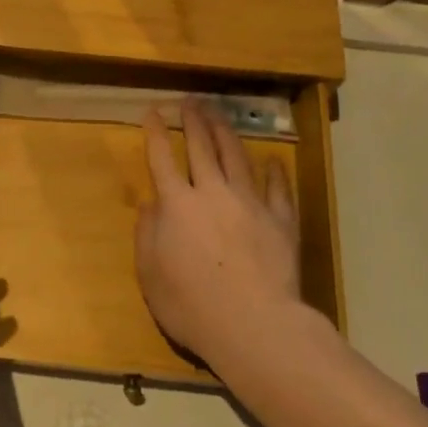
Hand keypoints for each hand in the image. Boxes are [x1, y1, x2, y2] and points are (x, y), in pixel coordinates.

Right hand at [136, 100, 302, 375]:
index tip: (154, 112)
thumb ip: (147, 234)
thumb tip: (150, 205)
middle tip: (191, 101)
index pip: (163, 158)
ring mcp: (250, 203)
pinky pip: (278, 189)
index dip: (157, 133)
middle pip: (202, 147)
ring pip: (237, 157)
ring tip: (219, 113)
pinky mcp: (280, 220)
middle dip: (194, 121)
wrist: (255, 325)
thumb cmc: (192, 305)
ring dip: (226, 132)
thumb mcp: (151, 274)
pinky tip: (273, 160)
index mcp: (178, 205)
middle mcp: (213, 192)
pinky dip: (274, 172)